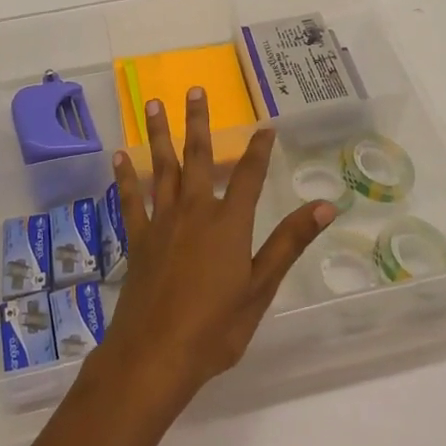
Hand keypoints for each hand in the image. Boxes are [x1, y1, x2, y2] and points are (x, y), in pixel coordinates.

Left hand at [94, 89, 335, 413]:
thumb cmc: (215, 327)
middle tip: (194, 90)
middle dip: (199, 123)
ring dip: (160, 134)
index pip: (249, 176)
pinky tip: (119, 156)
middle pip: (199, 158)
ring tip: (155, 104)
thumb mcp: (261, 288)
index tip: (266, 126)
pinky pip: (131, 200)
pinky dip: (125, 177)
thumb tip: (326, 205)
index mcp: (229, 223)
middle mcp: (195, 212)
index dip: (259, 150)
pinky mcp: (137, 239)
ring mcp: (162, 222)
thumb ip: (289, 243)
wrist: (155, 355)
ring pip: (162, 168)